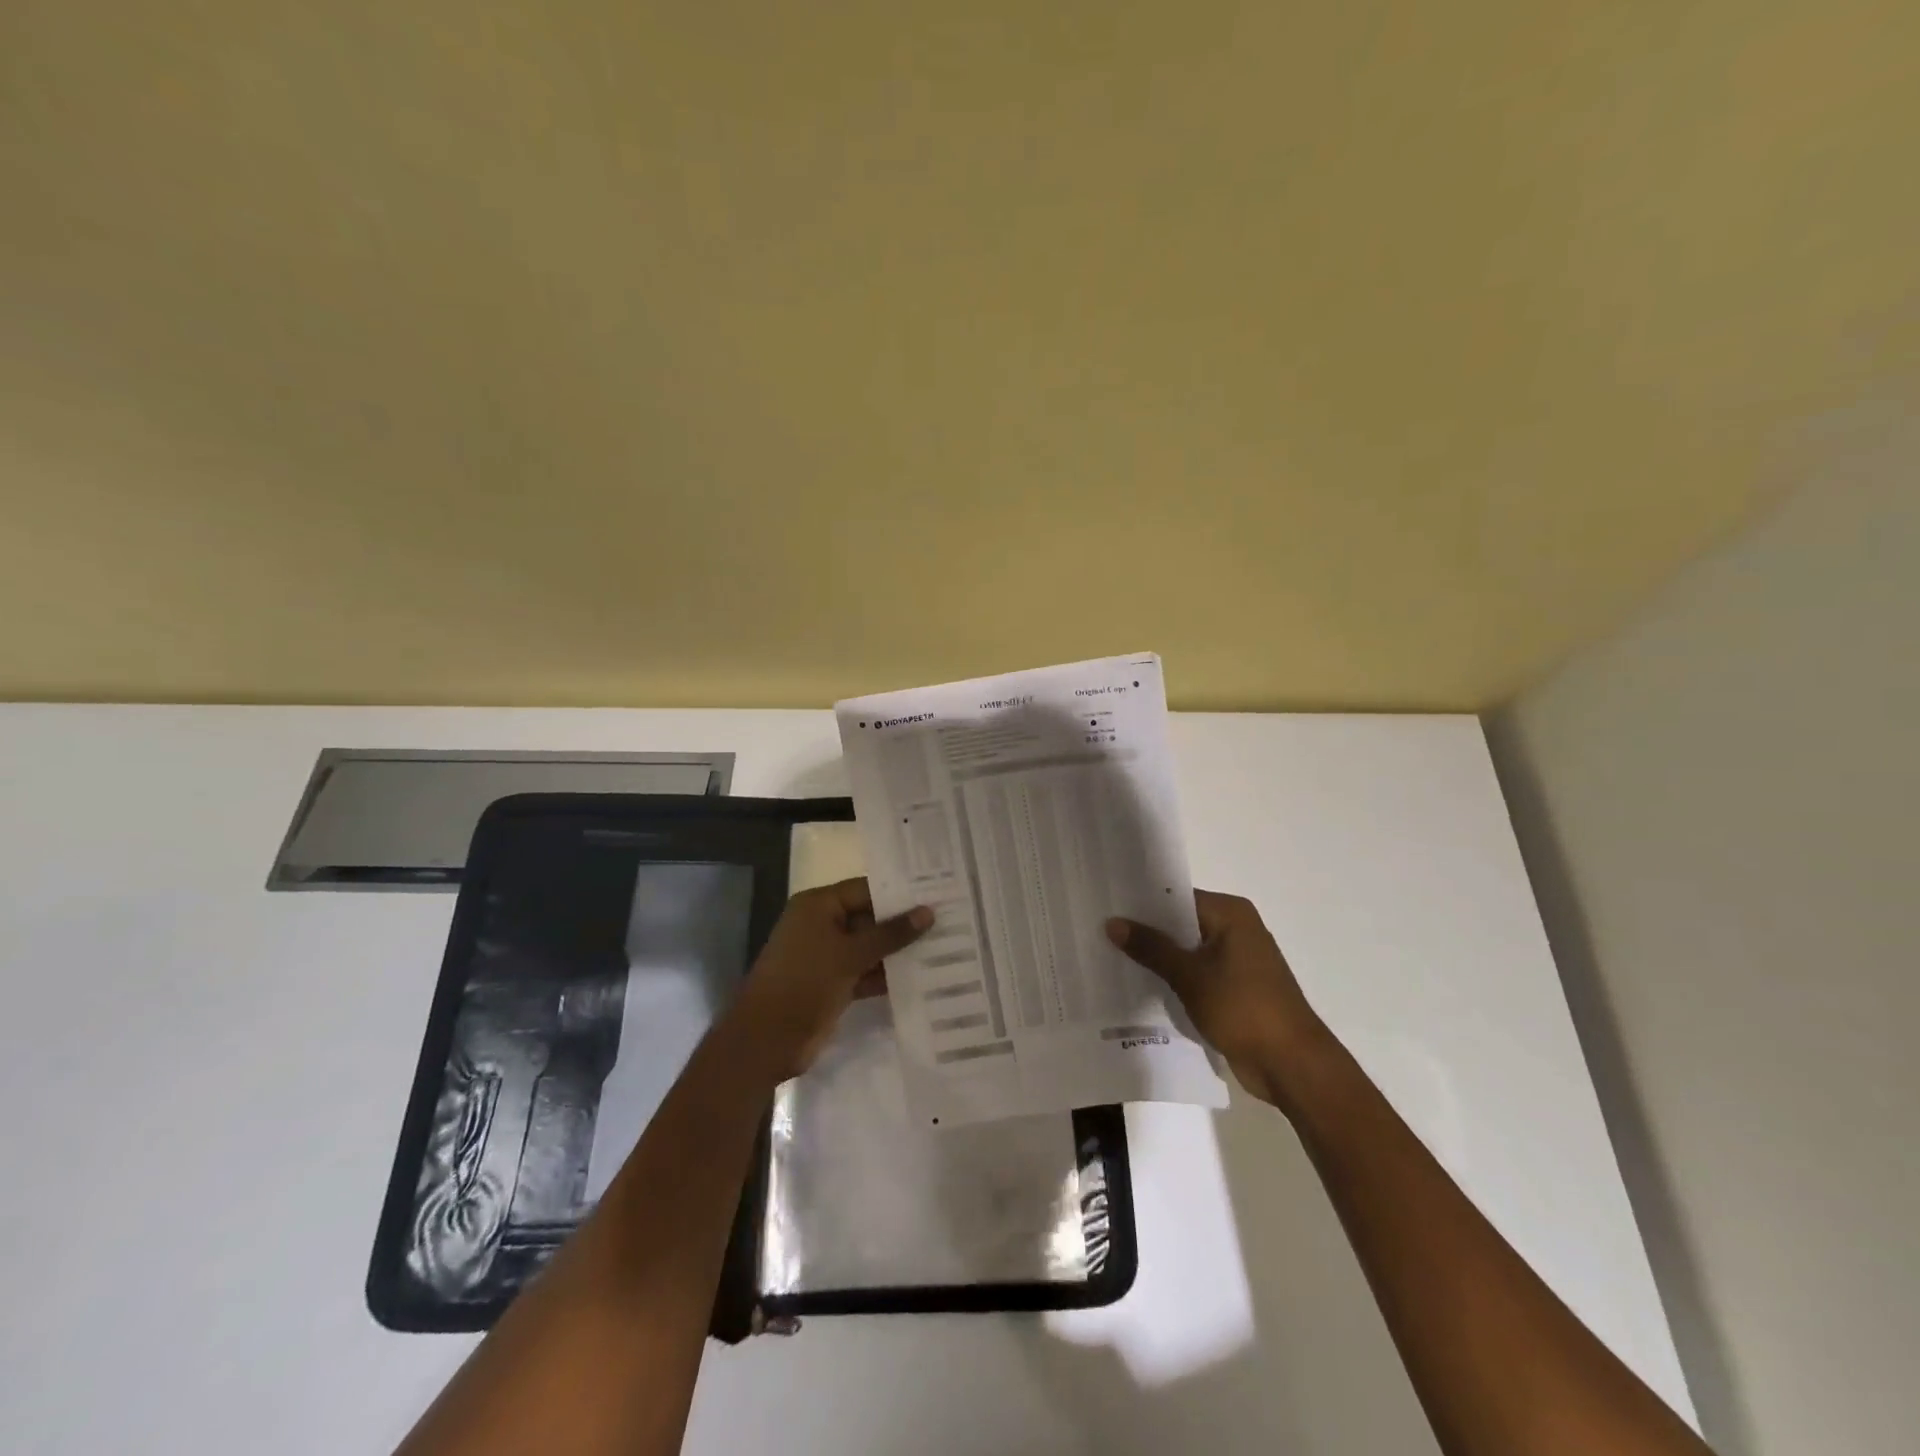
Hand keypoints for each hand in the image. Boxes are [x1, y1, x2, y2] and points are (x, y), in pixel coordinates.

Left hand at [728, 877, 931, 1079]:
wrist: (766, 1040)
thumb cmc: (804, 982)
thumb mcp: (850, 954)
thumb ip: (890, 934)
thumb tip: (928, 912)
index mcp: (818, 906)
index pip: (866, 889)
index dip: (899, 893)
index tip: (937, 893)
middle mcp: (823, 925)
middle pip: (870, 917)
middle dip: (904, 923)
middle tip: (949, 919)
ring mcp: (828, 956)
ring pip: (870, 947)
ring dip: (899, 951)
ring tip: (945, 946)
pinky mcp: (834, 984)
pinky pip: (866, 971)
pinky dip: (887, 975)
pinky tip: (923, 977)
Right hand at [1107, 890, 1328, 1105]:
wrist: (1291, 1064)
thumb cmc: (1243, 1008)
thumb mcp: (1189, 975)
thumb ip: (1151, 947)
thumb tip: (1112, 922)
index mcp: (1230, 914)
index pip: (1176, 896)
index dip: (1142, 903)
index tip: (1107, 907)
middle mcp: (1236, 929)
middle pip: (1181, 923)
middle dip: (1146, 932)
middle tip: (1101, 932)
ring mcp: (1238, 960)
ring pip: (1187, 950)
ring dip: (1159, 958)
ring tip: (1112, 957)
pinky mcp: (1236, 988)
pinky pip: (1197, 973)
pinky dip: (1175, 978)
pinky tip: (1142, 985)